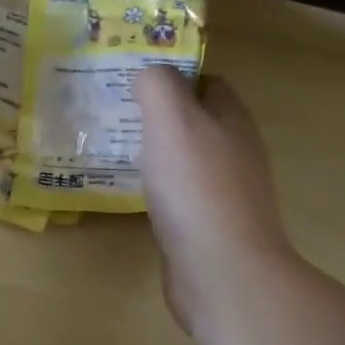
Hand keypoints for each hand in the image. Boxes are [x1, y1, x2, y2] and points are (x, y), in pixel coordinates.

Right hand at [136, 66, 296, 338]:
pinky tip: (129, 191)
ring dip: (154, 151)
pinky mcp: (207, 227)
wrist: (222, 272)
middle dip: (158, 113)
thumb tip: (148, 72)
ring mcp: (223, 193)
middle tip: (113, 110)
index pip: (207, 82)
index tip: (133, 76)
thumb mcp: (172, 121)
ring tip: (111, 146)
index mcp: (232, 121)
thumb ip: (158, 87)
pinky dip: (155, 187)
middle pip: (196, 121)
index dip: (173, 73)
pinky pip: (178, 194)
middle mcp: (234, 152)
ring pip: (185, 159)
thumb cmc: (197, 189)